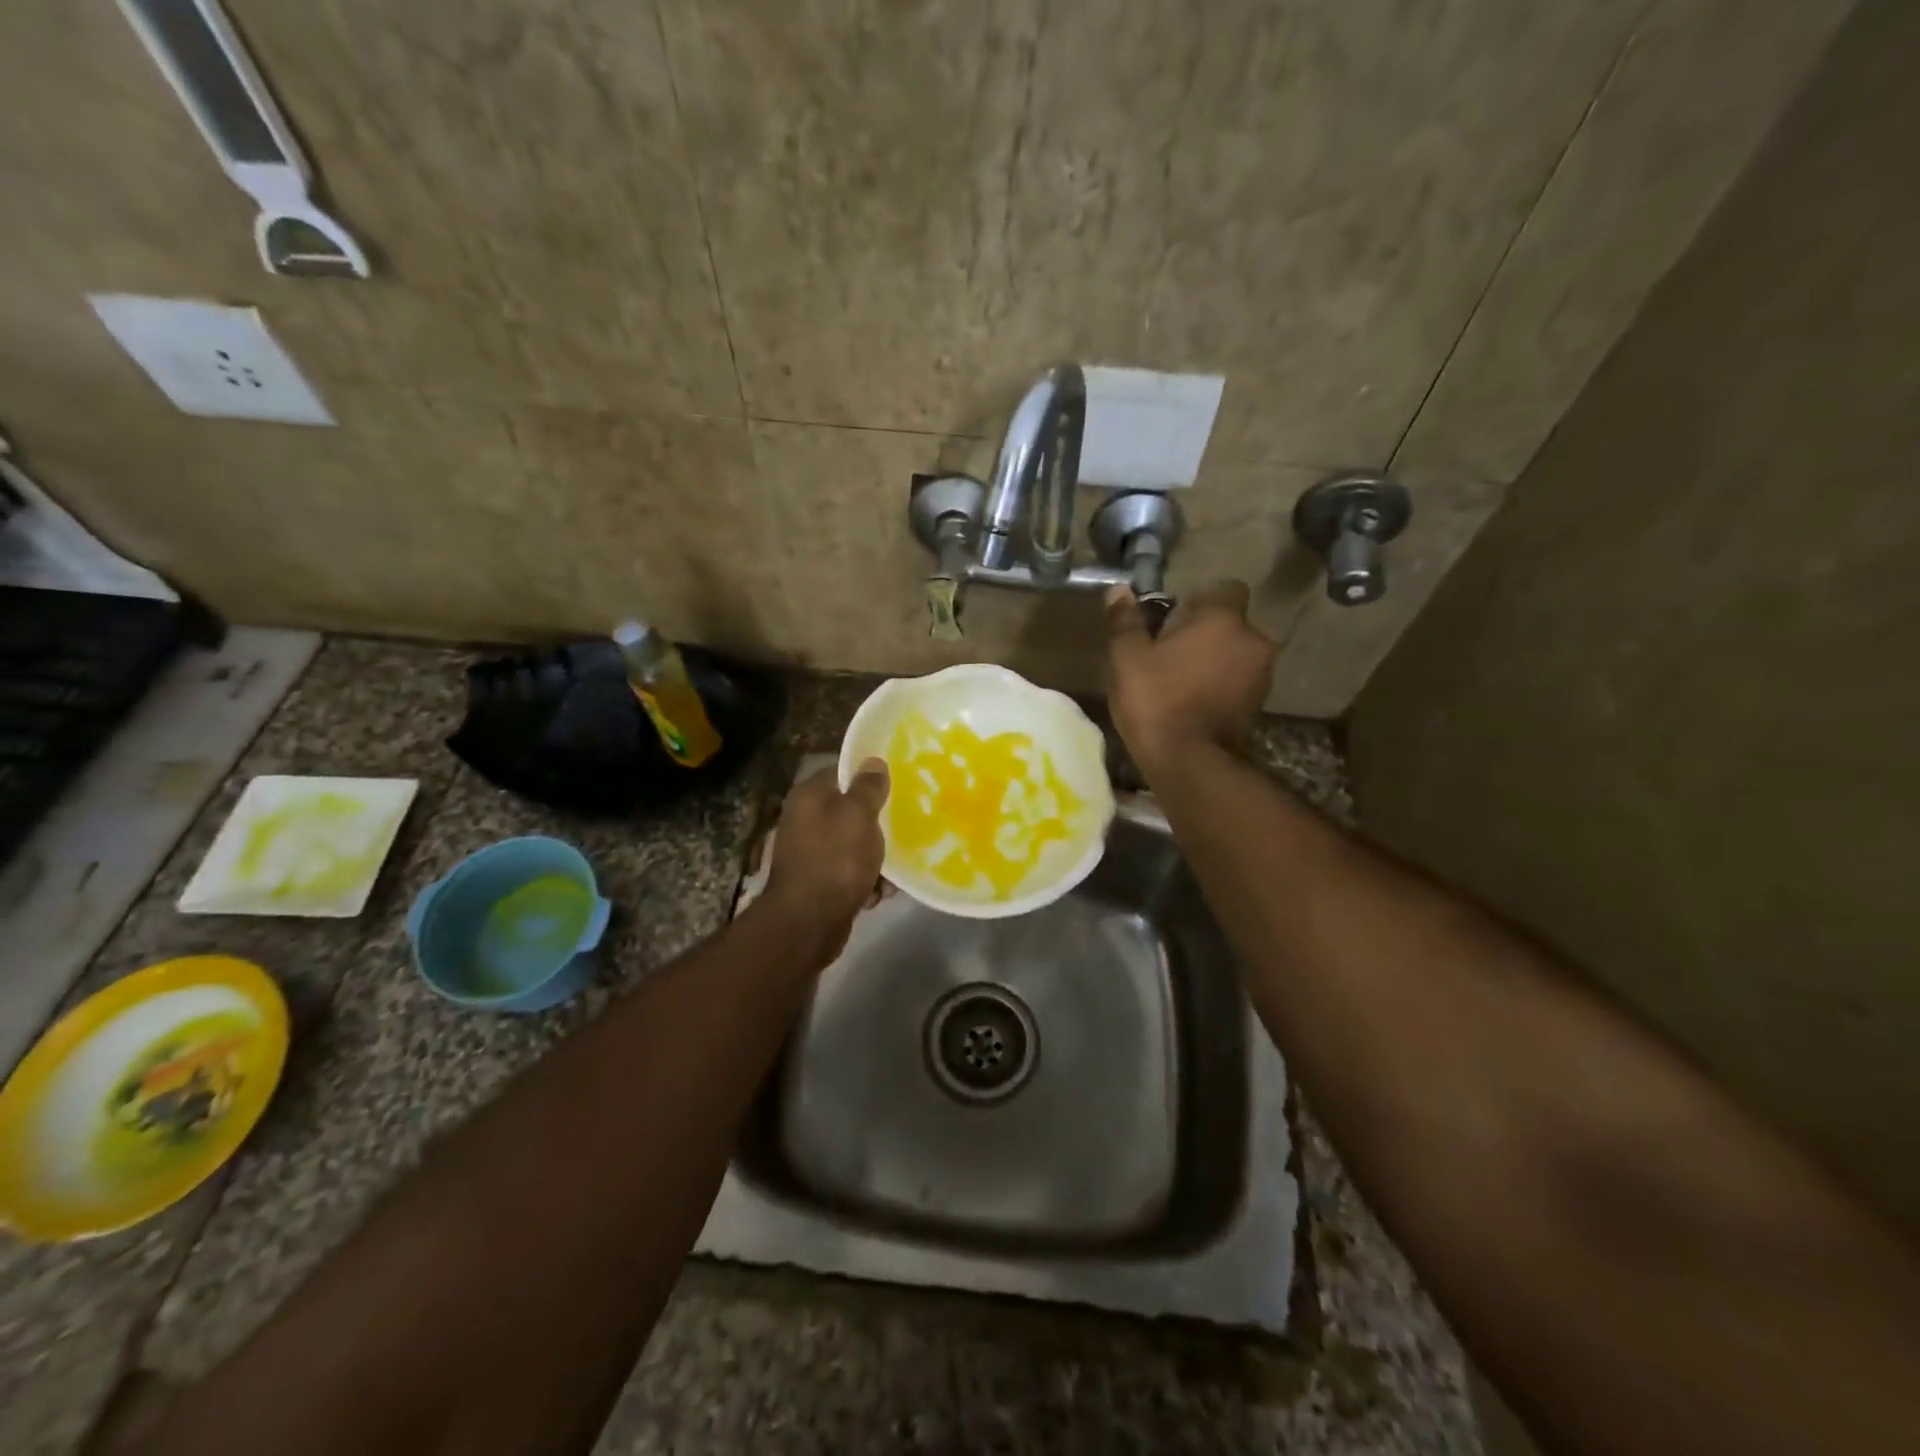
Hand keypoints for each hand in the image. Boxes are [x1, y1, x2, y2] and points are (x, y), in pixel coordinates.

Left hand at [761, 760, 889, 943]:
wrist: (808, 923)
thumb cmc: (835, 860)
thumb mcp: (858, 816)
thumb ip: (868, 787)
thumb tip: (874, 761)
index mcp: (809, 796)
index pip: (841, 772)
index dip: (869, 774)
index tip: (899, 780)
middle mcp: (805, 820)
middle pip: (849, 809)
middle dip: (878, 820)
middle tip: (906, 821)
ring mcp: (810, 853)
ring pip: (853, 843)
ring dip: (876, 855)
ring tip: (900, 863)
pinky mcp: (819, 882)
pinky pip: (850, 873)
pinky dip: (866, 880)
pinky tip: (882, 891)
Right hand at [1106, 581, 1277, 771]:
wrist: (1190, 764)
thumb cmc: (1156, 702)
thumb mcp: (1127, 658)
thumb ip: (1125, 621)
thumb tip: (1119, 590)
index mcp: (1223, 620)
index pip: (1225, 589)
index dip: (1199, 600)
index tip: (1171, 620)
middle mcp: (1252, 640)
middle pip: (1230, 624)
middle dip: (1205, 633)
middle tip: (1169, 654)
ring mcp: (1262, 675)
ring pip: (1236, 654)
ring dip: (1214, 661)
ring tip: (1180, 682)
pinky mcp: (1260, 706)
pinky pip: (1239, 681)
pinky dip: (1220, 686)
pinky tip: (1192, 703)